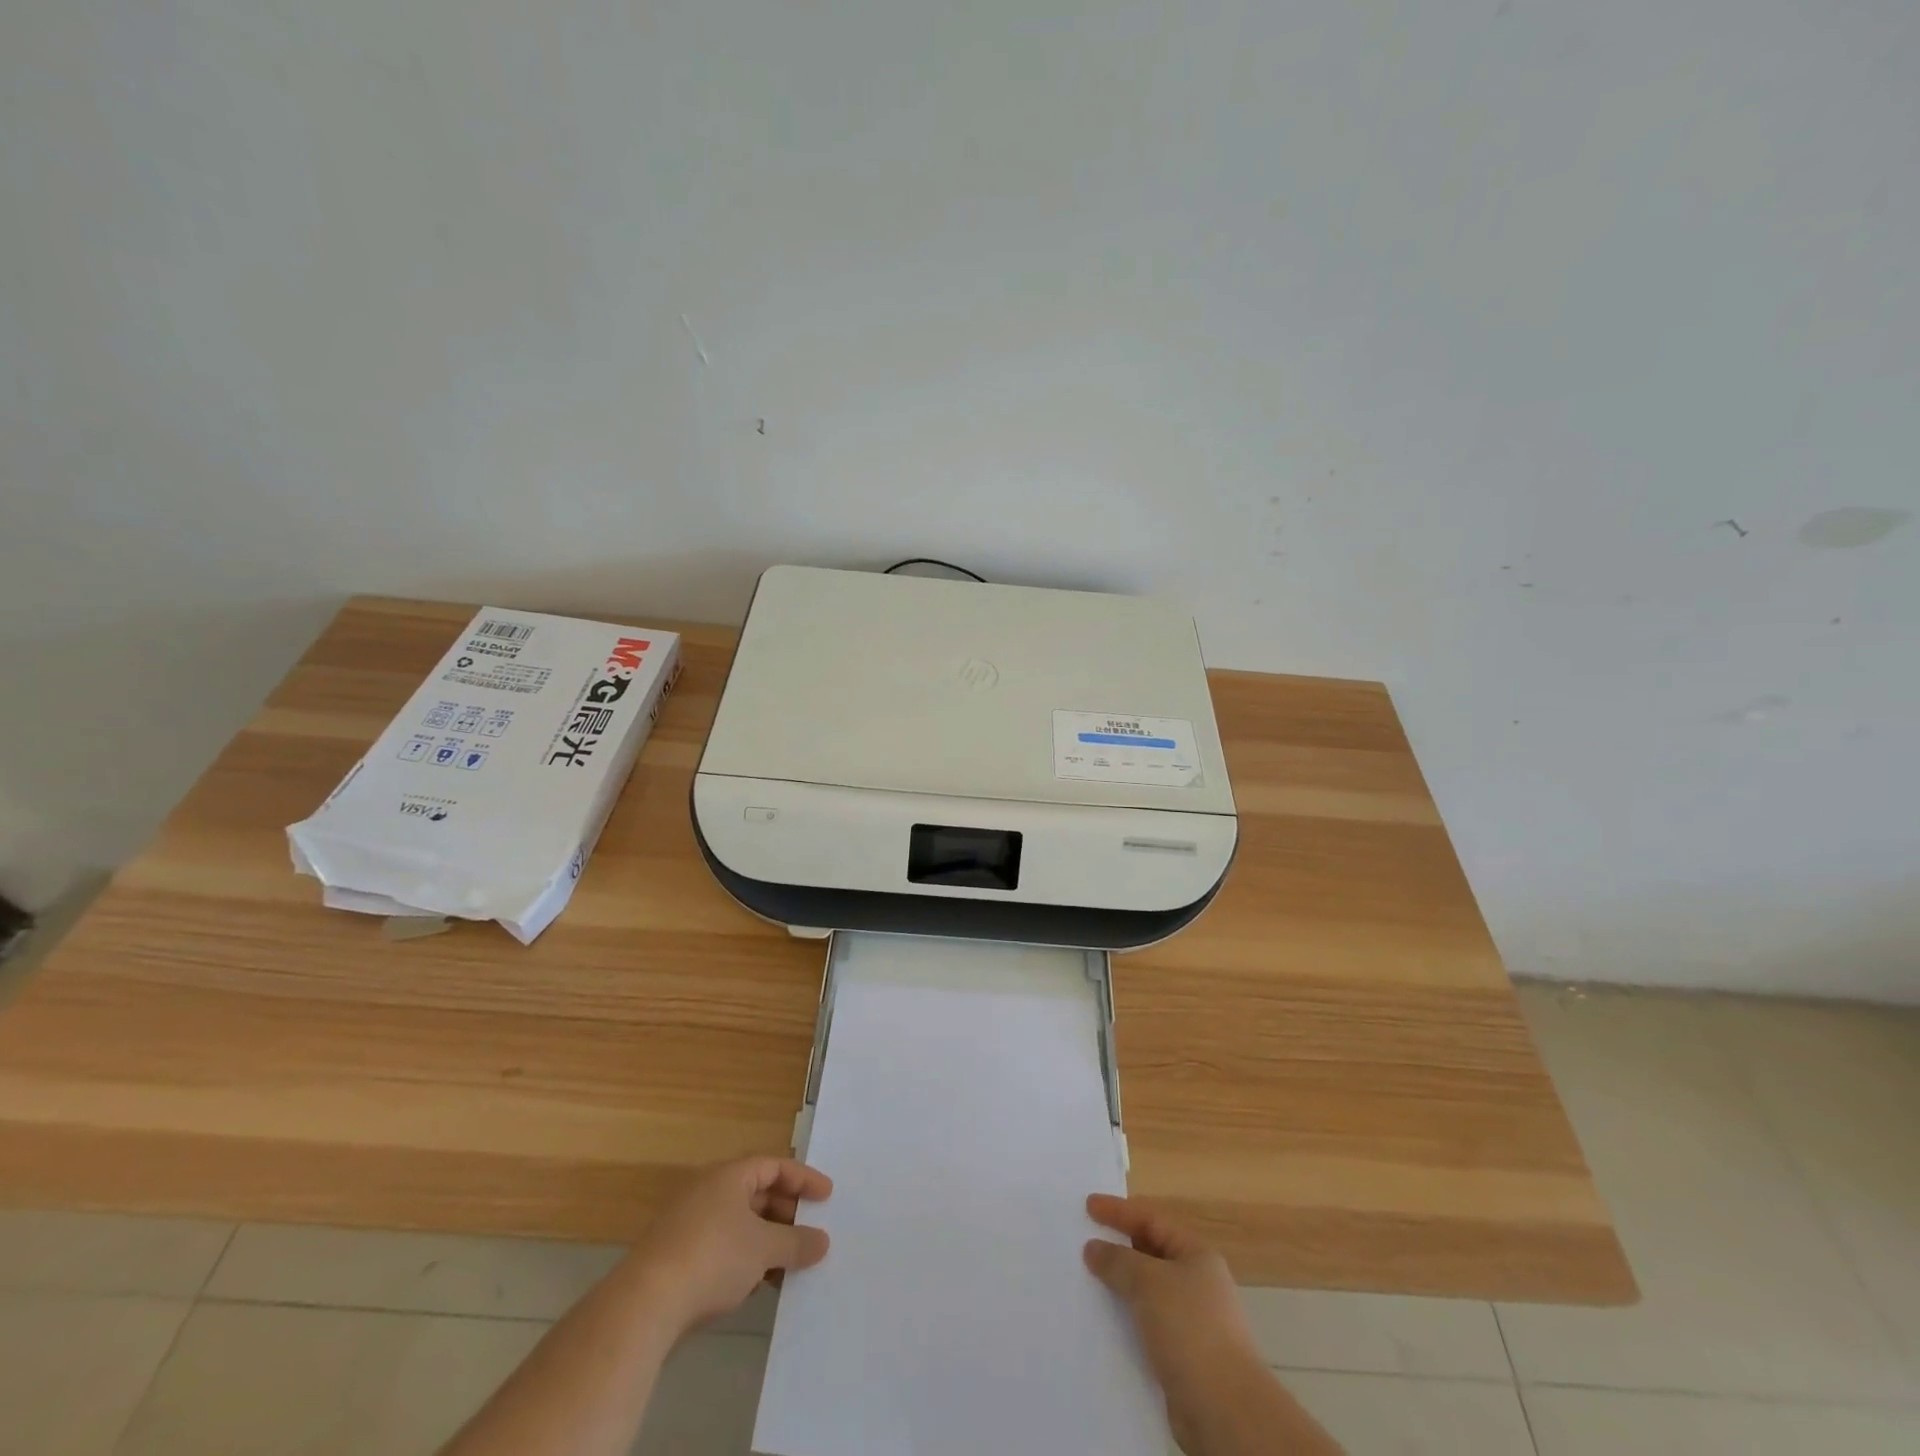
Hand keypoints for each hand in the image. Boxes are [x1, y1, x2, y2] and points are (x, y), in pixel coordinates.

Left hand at [626, 1156, 832, 1340]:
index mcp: (729, 1176)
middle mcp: (709, 1190)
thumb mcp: (764, 1249)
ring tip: (791, 1264)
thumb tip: (823, 1241)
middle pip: (758, 1194)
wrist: (644, 1304)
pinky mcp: (678, 1255)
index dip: (803, 1179)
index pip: (775, 1166)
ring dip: (768, 1240)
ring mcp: (690, 1223)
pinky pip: (724, 1246)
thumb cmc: (712, 1258)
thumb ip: (796, 1243)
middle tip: (811, 1232)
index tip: (827, 1197)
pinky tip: (759, 1285)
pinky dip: (746, 1258)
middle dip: (787, 1214)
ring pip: (741, 1223)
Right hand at [1084, 1195, 1269, 1450]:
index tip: (1087, 1206)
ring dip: (1118, 1288)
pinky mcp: (1182, 1357)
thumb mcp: (1149, 1282)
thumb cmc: (1190, 1330)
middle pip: (1149, 1254)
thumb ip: (1118, 1261)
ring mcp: (1190, 1322)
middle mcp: (1196, 1283)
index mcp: (1196, 1255)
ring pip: (1145, 1293)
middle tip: (1082, 1242)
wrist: (1225, 1412)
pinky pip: (1145, 1326)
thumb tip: (1094, 1248)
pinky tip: (1102, 1325)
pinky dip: (1125, 1321)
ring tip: (1085, 1283)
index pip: (1151, 1220)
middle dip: (1117, 1248)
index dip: (1118, 1211)